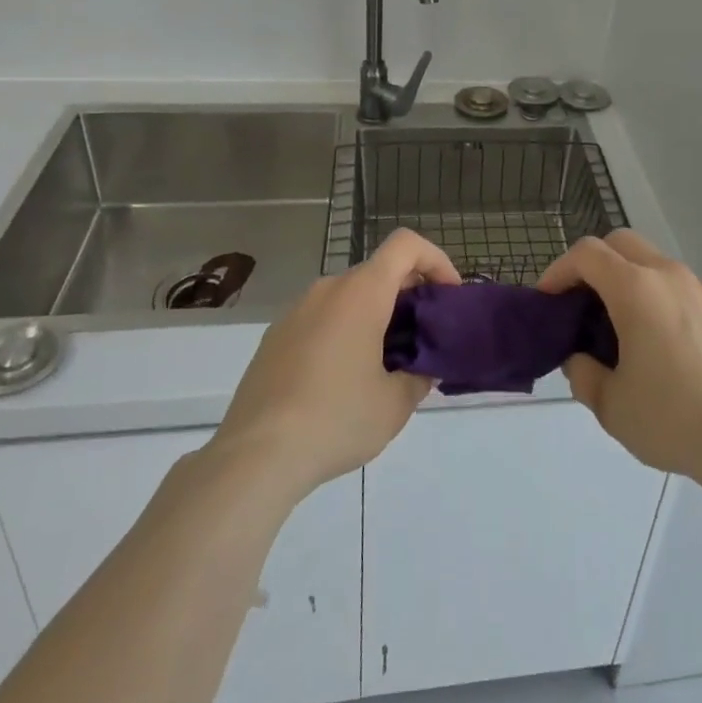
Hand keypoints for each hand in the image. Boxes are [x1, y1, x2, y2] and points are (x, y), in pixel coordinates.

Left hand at [208, 228, 460, 501]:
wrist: (254, 457)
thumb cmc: (336, 419)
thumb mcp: (395, 405)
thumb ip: (420, 376)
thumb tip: (423, 367)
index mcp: (361, 292)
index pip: (406, 245)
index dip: (436, 260)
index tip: (447, 298)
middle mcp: (328, 289)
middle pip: (379, 271)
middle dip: (409, 296)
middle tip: (423, 339)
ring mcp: (296, 311)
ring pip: (349, 296)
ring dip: (376, 315)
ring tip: (385, 365)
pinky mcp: (275, 338)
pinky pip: (322, 318)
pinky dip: (344, 331)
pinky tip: (343, 381)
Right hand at [537, 230, 701, 491]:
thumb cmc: (671, 418)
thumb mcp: (610, 405)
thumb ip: (583, 374)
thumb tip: (580, 359)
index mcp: (636, 289)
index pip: (587, 254)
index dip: (560, 269)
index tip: (548, 299)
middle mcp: (668, 275)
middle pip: (621, 243)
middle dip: (593, 263)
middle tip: (579, 302)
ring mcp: (699, 289)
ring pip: (653, 261)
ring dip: (627, 278)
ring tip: (619, 325)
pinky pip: (678, 286)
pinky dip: (657, 296)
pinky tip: (659, 341)